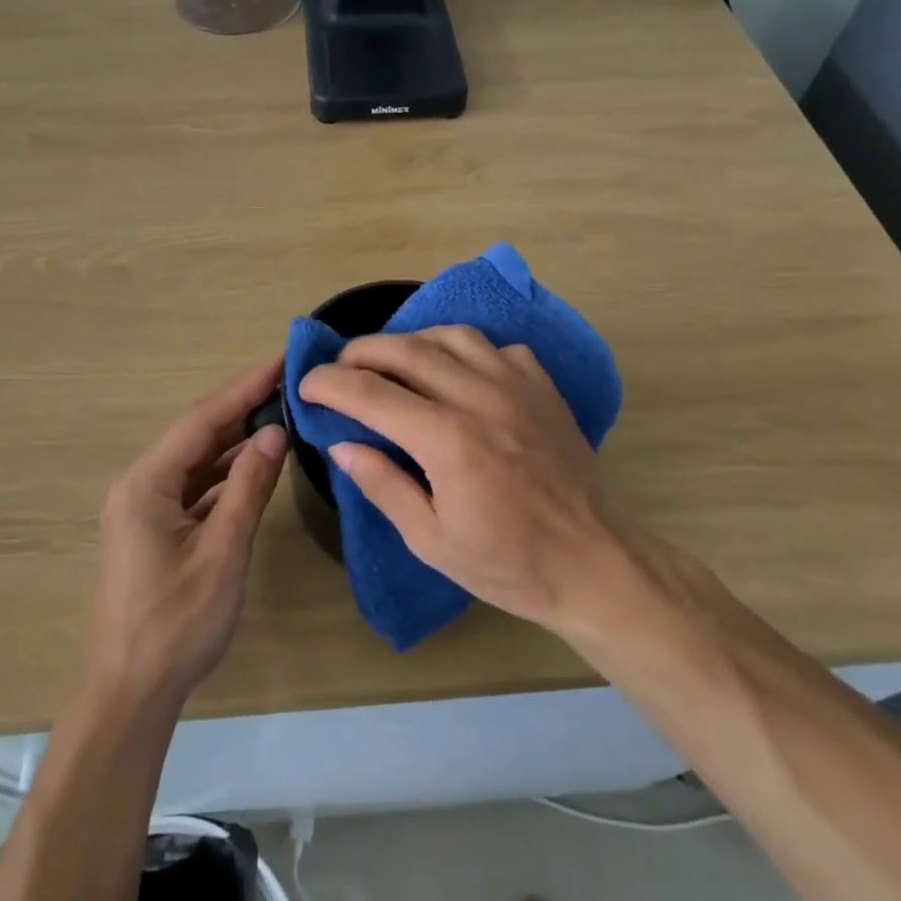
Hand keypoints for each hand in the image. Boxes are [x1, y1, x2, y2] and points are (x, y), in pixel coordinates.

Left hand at [85, 356, 288, 708]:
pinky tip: (256, 466)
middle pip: (198, 436)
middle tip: (289, 384)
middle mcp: (140, 486)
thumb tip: (273, 431)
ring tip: (281, 416)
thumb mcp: (222, 552)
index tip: (280, 360)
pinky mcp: (155, 531)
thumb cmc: (176, 625)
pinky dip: (226, 475)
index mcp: (146, 484)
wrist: (130, 695)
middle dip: (243, 409)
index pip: (203, 420)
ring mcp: (145, 510)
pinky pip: (195, 489)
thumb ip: (248, 488)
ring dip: (236, 442)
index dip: (244, 387)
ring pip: (197, 462)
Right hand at [299, 327, 620, 632]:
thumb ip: (383, 486)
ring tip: (391, 360)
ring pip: (451, 336)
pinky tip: (456, 371)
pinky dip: (463, 349)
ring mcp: (517, 385)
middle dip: (361, 351)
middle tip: (339, 366)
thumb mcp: (432, 541)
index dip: (329, 384)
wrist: (595, 563)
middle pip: (406, 350)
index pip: (371, 393)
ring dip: (410, 340)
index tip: (306, 384)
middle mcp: (480, 398)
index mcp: (448, 441)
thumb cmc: (509, 564)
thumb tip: (342, 445)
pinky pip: (495, 347)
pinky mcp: (542, 387)